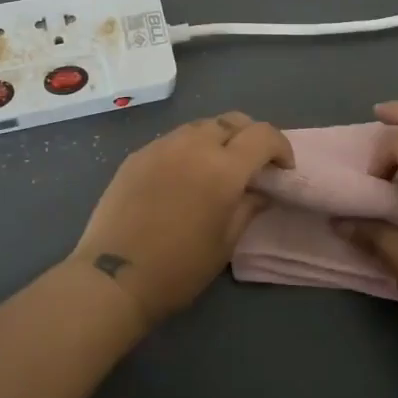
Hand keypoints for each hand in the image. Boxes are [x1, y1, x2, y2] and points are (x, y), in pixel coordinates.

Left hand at [73, 113, 293, 327]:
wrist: (114, 277)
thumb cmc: (179, 268)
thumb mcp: (225, 243)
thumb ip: (248, 207)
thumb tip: (261, 190)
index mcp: (223, 168)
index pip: (262, 135)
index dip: (280, 146)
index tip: (282, 168)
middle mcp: (194, 145)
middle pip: (232, 120)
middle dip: (250, 136)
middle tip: (253, 163)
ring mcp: (162, 145)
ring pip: (201, 126)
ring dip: (218, 138)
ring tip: (217, 166)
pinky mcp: (138, 154)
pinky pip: (174, 139)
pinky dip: (189, 147)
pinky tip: (184, 174)